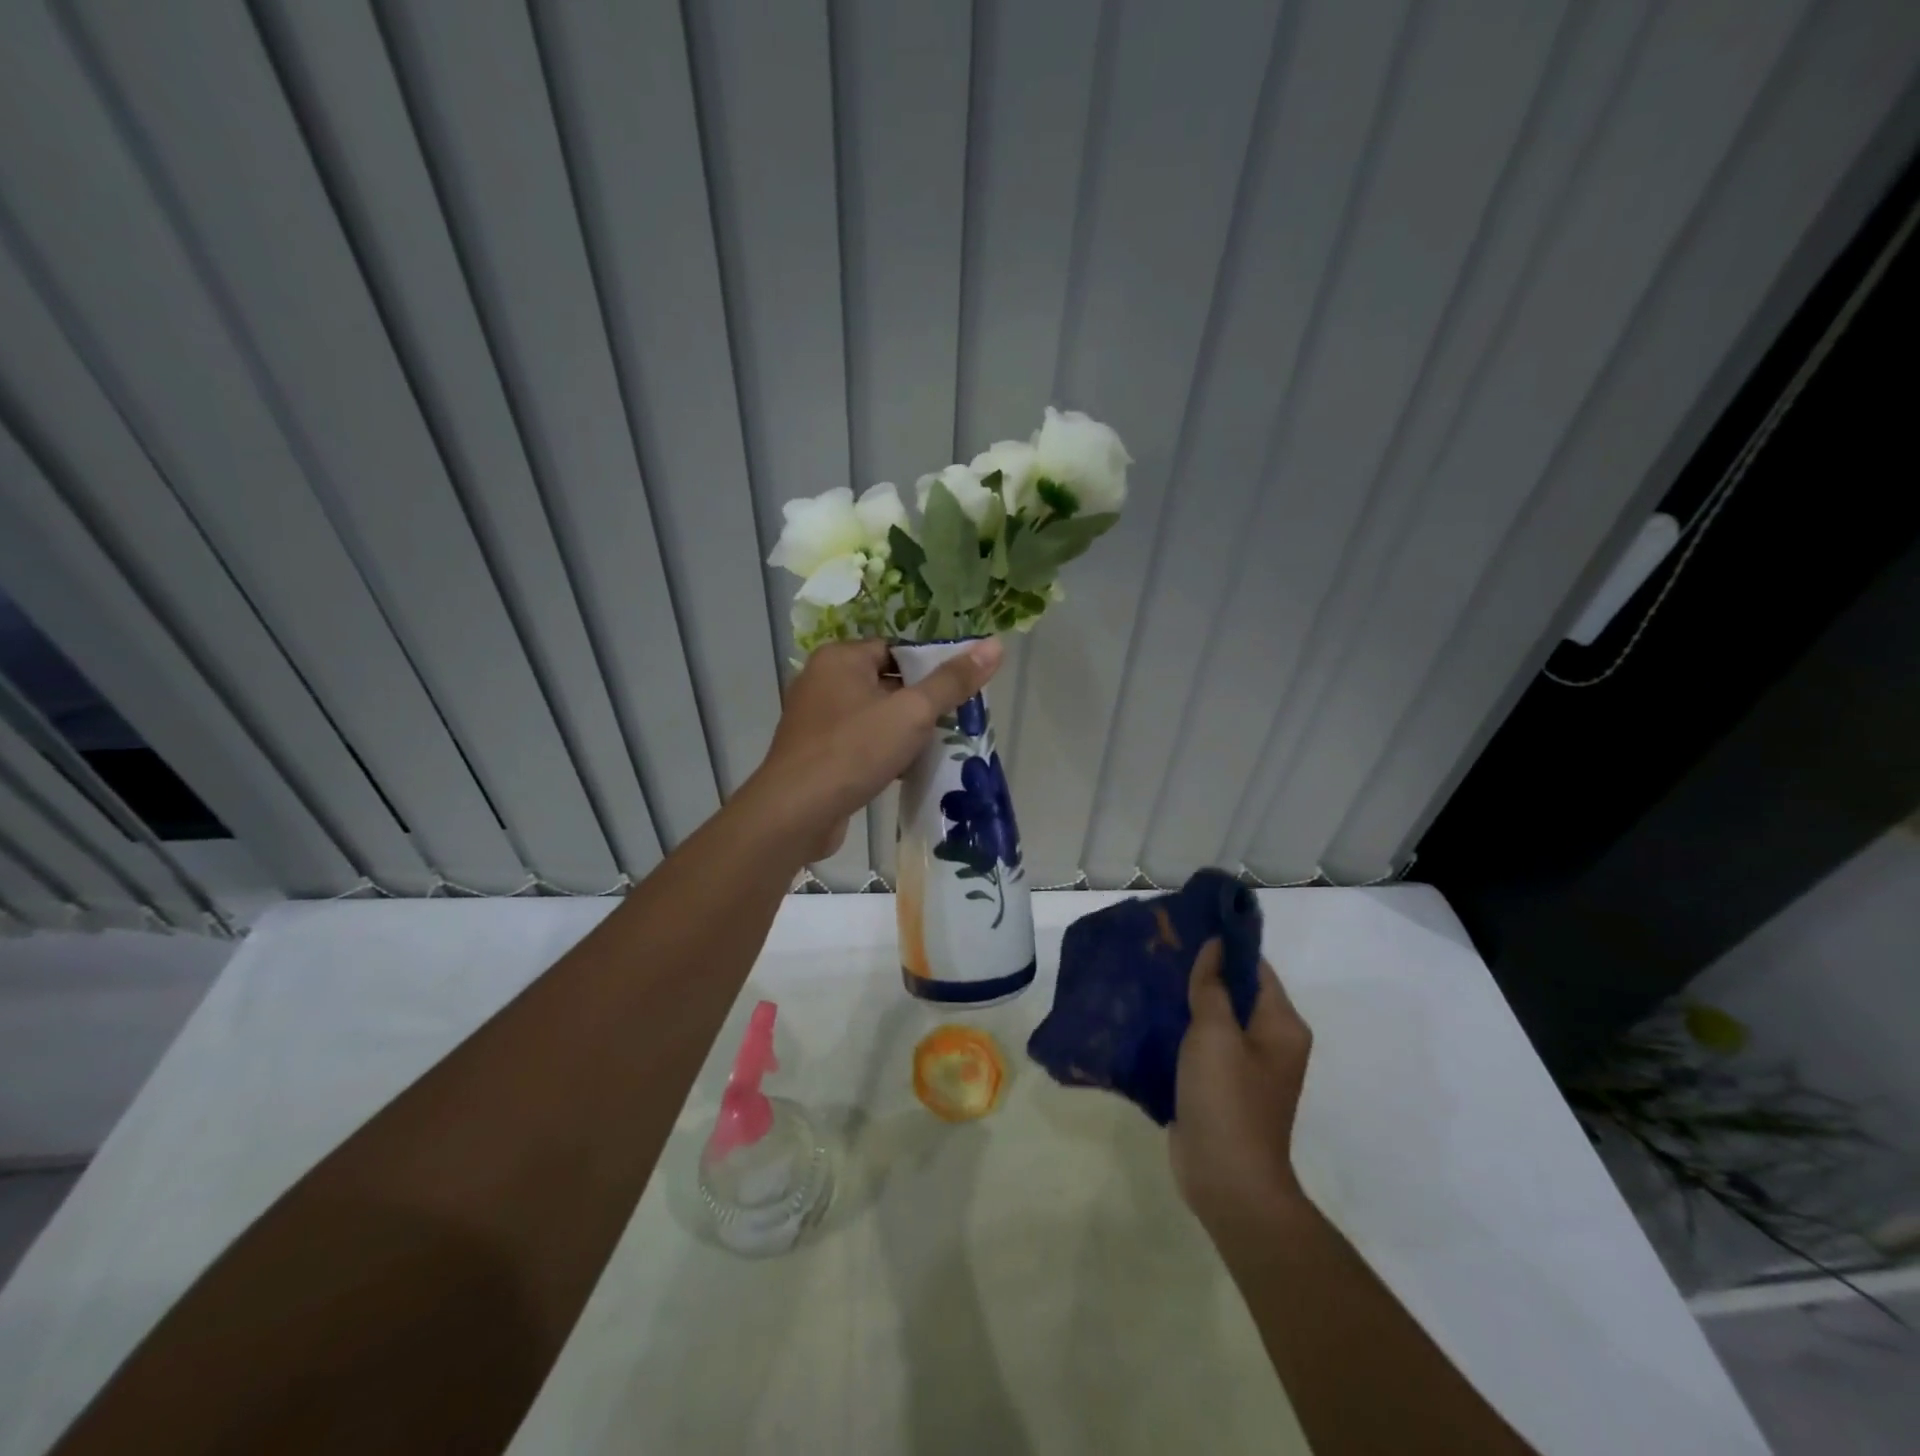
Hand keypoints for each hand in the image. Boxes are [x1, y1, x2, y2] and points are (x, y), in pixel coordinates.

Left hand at [743, 638, 1002, 862]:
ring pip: (874, 715)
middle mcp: (822, 681)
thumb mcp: (912, 712)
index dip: (930, 668)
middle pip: (886, 682)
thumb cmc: (855, 751)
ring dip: (903, 731)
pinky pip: (859, 742)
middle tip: (954, 722)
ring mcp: (815, 719)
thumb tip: (994, 644)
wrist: (796, 813)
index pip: (897, 650)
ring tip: (937, 747)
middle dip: (920, 703)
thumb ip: (952, 681)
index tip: (958, 692)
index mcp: (840, 658)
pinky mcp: (816, 753)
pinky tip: (907, 771)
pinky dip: (882, 752)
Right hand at [1171, 940, 1314, 1241]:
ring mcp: (1245, 1067)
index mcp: (1281, 1025)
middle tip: (1159, 948)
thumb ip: (1212, 987)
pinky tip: (1149, 1015)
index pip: (1255, 967)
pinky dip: (1180, 1028)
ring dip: (1186, 999)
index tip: (1187, 925)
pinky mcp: (1220, 1086)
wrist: (1227, 1181)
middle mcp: (1269, 1041)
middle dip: (1200, 970)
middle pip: (1235, 991)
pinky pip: (1201, 1044)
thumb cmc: (1227, 1100)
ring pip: (1215, 1018)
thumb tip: (1216, 946)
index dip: (1225, 945)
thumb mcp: (1215, 1034)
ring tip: (1148, 974)